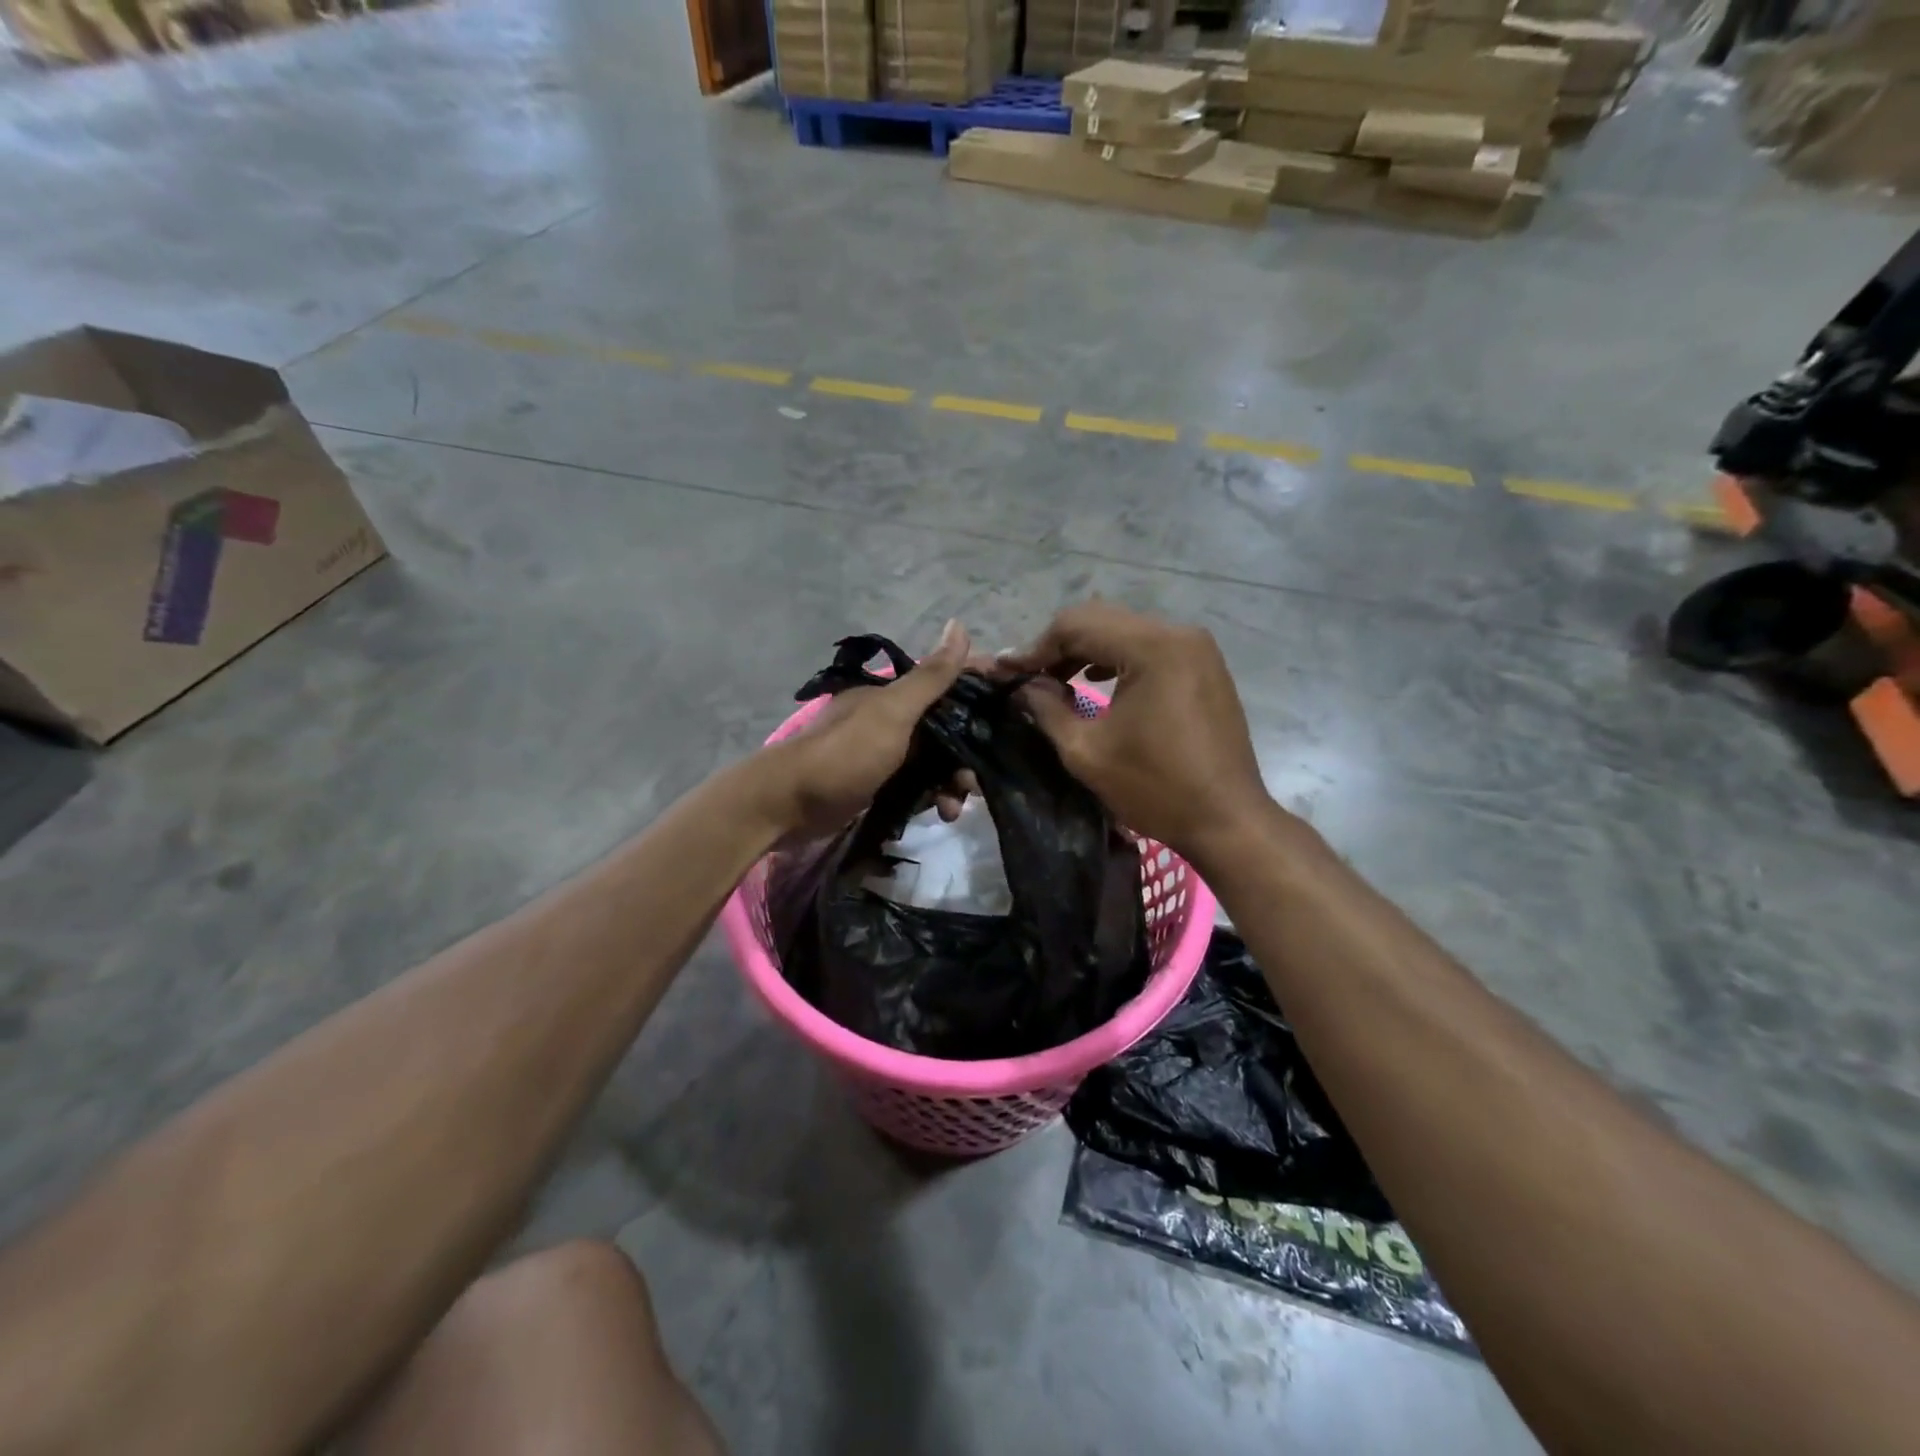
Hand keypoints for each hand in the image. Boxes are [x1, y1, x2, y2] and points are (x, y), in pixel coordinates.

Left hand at [758, 620, 973, 840]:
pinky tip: (939, 814)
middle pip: (947, 730)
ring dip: (951, 782)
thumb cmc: (845, 753)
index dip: (978, 698)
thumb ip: (930, 677)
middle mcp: (893, 719)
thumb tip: (960, 624)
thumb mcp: (892, 712)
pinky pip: (919, 785)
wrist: (789, 805)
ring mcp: (886, 753)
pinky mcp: (880, 784)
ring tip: (954, 807)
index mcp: (895, 695)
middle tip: (976, 783)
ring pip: (935, 761)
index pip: (948, 686)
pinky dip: (932, 797)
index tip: (1007, 720)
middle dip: (967, 755)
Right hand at [998, 601, 1277, 869]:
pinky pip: (1149, 647)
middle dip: (1058, 646)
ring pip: (1124, 630)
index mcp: (1152, 647)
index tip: (1005, 674)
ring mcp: (1196, 648)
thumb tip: (1022, 685)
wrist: (1227, 820)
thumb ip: (1047, 708)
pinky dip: (1116, 658)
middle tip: (1026, 677)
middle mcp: (1178, 634)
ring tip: (1055, 680)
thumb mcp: (1086, 751)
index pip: (1077, 625)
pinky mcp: (1204, 666)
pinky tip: (1095, 680)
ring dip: (1086, 650)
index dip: (1035, 648)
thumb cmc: (1155, 788)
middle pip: (1101, 619)